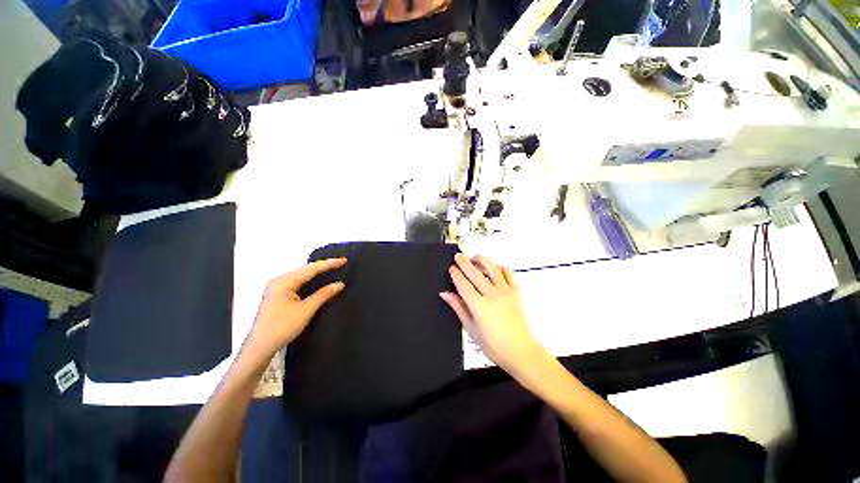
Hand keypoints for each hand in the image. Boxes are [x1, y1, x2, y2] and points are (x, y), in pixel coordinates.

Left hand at [244, 258, 346, 361]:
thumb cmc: (282, 327)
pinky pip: (298, 282)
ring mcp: (277, 287)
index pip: (311, 268)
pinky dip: (311, 280)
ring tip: (334, 269)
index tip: (344, 260)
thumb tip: (340, 284)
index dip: (329, 264)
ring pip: (302, 276)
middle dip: (324, 266)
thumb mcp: (306, 310)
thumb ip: (323, 294)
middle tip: (341, 263)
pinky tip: (319, 281)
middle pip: (306, 269)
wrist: (260, 347)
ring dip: (317, 273)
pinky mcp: (278, 295)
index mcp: (284, 281)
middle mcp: (280, 280)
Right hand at [440, 254, 547, 374]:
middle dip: (464, 262)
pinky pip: (508, 273)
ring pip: (492, 268)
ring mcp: (506, 291)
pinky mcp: (516, 291)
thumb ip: (458, 308)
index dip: (456, 274)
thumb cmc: (493, 345)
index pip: (464, 284)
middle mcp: (493, 295)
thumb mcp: (471, 329)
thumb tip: (445, 294)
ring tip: (474, 258)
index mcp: (479, 306)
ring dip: (482, 260)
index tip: (451, 267)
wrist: (521, 351)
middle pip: (475, 273)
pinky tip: (493, 267)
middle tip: (458, 256)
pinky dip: (499, 267)